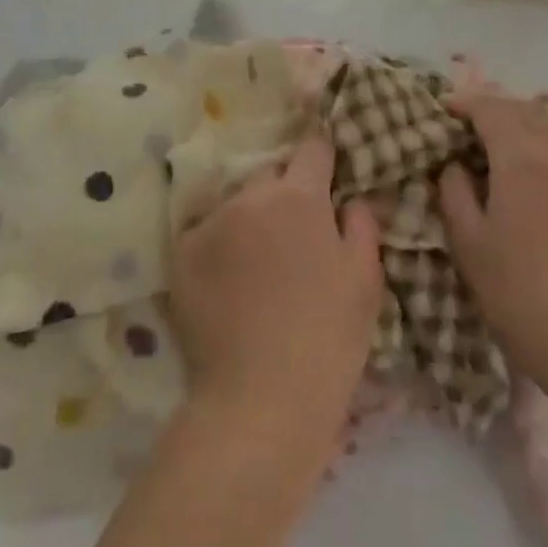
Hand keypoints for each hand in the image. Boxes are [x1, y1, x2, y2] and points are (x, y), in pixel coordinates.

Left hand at [169, 135, 382, 460]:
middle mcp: (251, 197)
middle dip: (284, 191)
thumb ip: (362, 226)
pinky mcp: (182, 253)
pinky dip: (218, 246)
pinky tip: (228, 282)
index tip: (325, 166)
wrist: (262, 398)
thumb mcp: (365, 280)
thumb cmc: (328, 337)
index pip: (312, 148)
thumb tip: (351, 200)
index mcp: (300, 197)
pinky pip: (205, 233)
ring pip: (236, 203)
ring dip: (249, 218)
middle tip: (294, 230)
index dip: (321, 153)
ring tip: (257, 262)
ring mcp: (211, 223)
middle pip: (270, 174)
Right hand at [438, 92, 547, 397]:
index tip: (446, 107)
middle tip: (472, 124)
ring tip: (507, 143)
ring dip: (527, 124)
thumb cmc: (516, 292)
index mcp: (521, 158)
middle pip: (526, 110)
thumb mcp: (467, 242)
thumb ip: (455, 191)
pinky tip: (546, 171)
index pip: (491, 108)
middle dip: (496, 109)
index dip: (466, 102)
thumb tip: (455, 164)